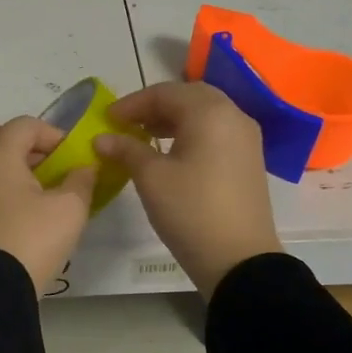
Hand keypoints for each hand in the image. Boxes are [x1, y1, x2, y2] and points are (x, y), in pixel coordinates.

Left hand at [0, 117, 97, 295]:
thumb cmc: (34, 237)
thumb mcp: (70, 207)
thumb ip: (81, 180)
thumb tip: (84, 169)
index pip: (24, 125)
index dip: (52, 133)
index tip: (71, 155)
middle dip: (23, 142)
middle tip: (47, 162)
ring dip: (11, 163)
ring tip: (38, 186)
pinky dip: (0, 184)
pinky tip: (23, 207)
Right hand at [94, 81, 281, 296]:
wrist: (239, 260)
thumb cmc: (191, 211)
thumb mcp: (152, 178)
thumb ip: (126, 150)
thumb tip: (102, 138)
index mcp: (210, 112)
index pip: (165, 92)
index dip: (132, 103)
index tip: (107, 119)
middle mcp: (234, 116)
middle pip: (189, 97)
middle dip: (155, 107)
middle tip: (127, 123)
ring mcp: (246, 139)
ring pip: (205, 115)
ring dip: (173, 120)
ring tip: (144, 137)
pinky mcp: (249, 160)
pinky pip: (216, 133)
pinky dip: (191, 134)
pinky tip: (171, 154)